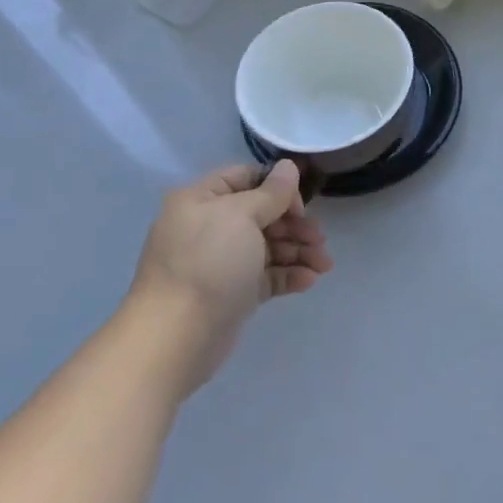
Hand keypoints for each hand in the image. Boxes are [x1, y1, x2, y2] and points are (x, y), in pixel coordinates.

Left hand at [128, 161, 331, 397]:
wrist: (177, 336)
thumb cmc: (209, 262)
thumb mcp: (242, 216)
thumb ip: (271, 192)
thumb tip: (288, 166)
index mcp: (202, 200)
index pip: (245, 178)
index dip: (277, 188)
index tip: (301, 205)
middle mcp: (209, 227)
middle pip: (261, 215)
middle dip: (295, 225)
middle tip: (319, 239)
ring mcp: (221, 262)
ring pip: (267, 246)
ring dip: (298, 251)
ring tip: (324, 265)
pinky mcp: (232, 293)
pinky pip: (265, 275)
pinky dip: (288, 274)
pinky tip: (309, 280)